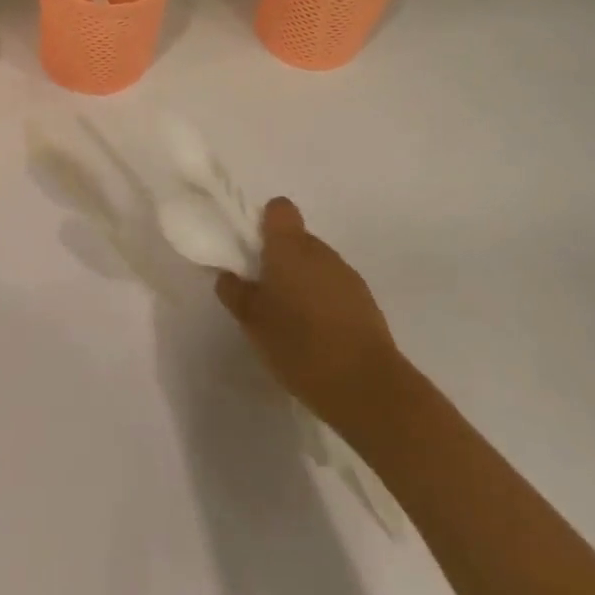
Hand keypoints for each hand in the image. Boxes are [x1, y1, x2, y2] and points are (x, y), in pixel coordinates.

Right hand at [216, 198, 400, 432]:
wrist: (366, 386)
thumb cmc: (299, 344)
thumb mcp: (253, 322)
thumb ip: (236, 293)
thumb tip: (228, 276)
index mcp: (290, 247)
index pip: (279, 209)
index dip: (265, 223)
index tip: (254, 251)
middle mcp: (320, 251)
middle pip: (297, 239)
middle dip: (281, 260)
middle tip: (266, 295)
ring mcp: (347, 275)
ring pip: (317, 265)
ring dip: (303, 282)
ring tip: (292, 322)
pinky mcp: (366, 301)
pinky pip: (336, 289)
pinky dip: (324, 302)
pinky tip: (317, 337)